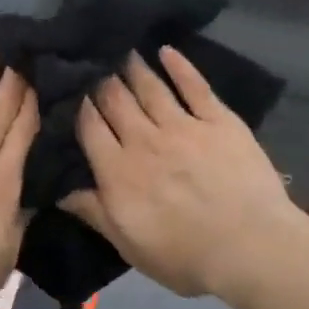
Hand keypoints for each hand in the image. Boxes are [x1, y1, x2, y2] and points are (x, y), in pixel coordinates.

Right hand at [61, 47, 305, 297]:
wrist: (249, 246)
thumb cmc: (185, 256)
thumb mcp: (129, 245)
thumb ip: (95, 213)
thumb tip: (60, 190)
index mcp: (118, 171)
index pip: (90, 128)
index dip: (80, 107)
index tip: (74, 91)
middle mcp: (145, 140)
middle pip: (116, 101)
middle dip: (102, 82)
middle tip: (96, 65)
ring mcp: (184, 126)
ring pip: (151, 88)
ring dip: (134, 68)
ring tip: (124, 52)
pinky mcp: (219, 121)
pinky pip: (195, 86)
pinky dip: (180, 66)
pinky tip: (167, 51)